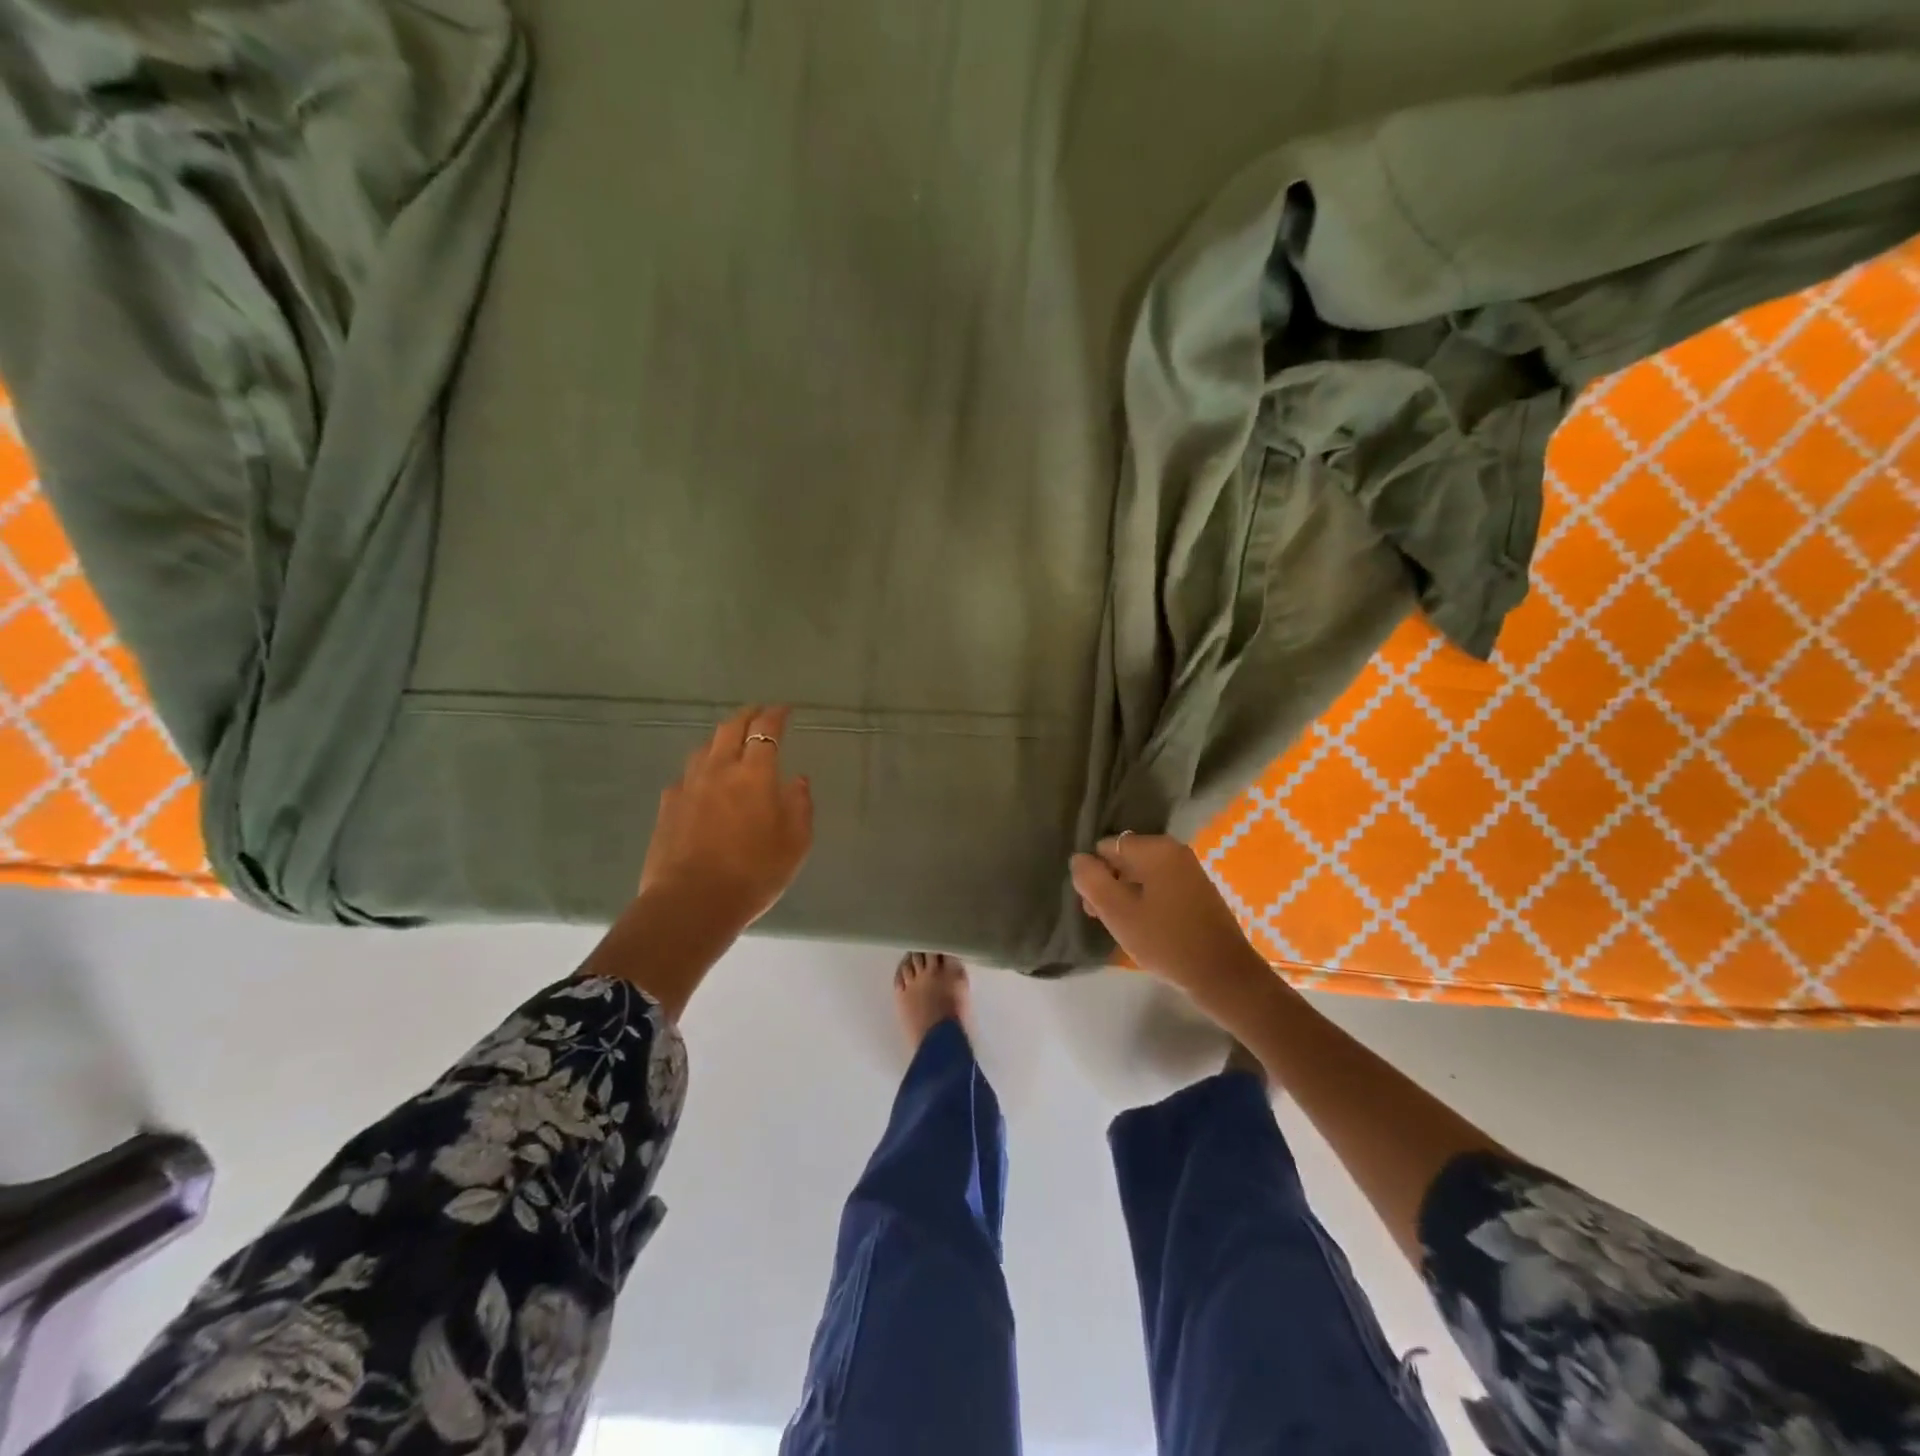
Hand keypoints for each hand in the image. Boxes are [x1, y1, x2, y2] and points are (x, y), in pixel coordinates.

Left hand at [637, 705, 813, 936]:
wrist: (692, 902)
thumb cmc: (754, 873)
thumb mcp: (795, 844)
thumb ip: (800, 806)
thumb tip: (798, 780)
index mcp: (755, 774)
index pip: (766, 731)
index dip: (776, 715)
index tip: (784, 710)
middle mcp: (719, 770)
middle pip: (730, 728)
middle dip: (746, 716)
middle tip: (757, 713)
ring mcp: (689, 786)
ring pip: (704, 748)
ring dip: (720, 739)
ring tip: (729, 745)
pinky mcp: (668, 806)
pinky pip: (685, 777)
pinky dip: (699, 771)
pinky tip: (702, 784)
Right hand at [1070, 834, 1267, 998]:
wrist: (1223, 975)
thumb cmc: (1165, 941)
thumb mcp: (1117, 912)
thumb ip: (1091, 880)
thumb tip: (1079, 859)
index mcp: (1156, 849)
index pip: (1107, 847)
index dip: (1094, 874)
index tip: (1093, 905)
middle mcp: (1174, 851)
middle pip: (1125, 858)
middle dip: (1109, 884)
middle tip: (1102, 918)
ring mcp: (1189, 870)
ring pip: (1142, 874)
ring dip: (1126, 895)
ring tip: (1120, 927)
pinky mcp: (1197, 891)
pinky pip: (1160, 886)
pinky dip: (1146, 901)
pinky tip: (1143, 928)